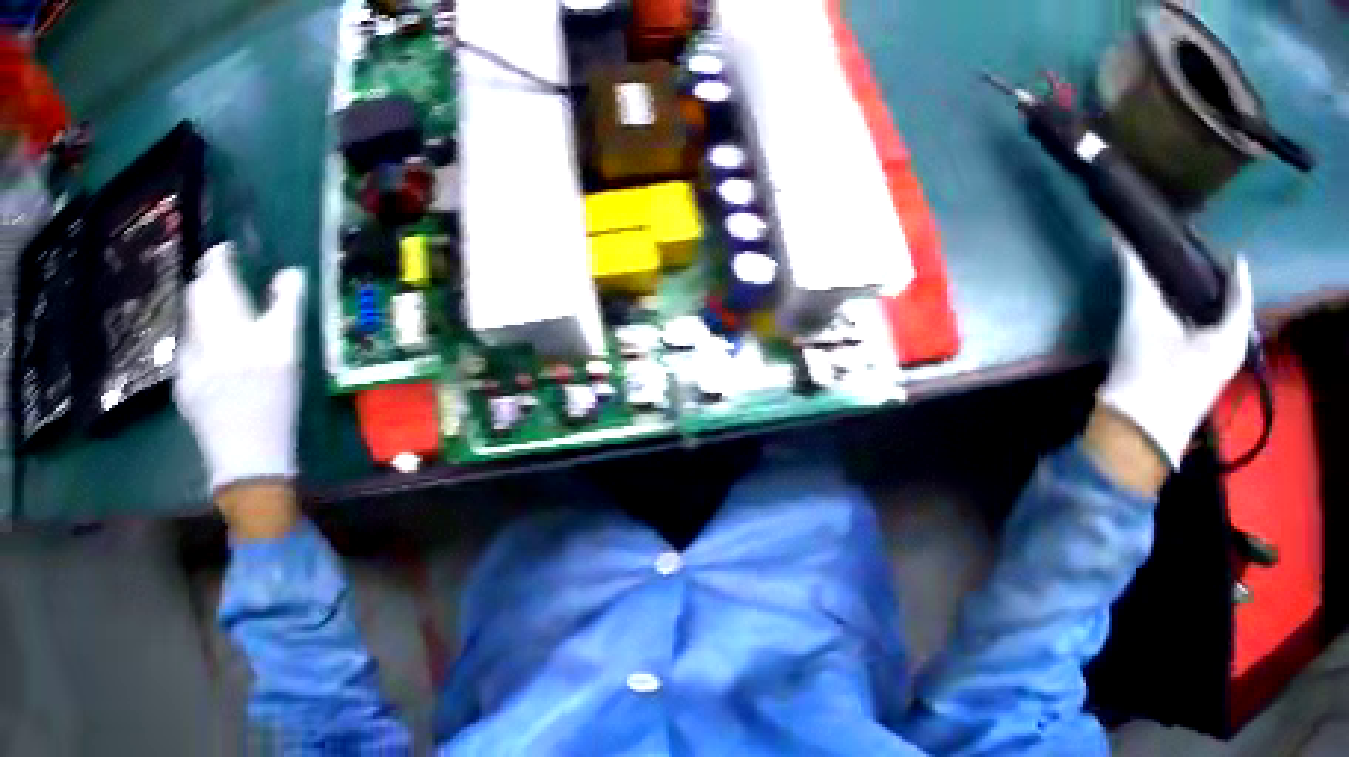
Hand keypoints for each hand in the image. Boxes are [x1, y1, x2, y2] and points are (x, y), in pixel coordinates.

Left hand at [174, 243, 305, 496]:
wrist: (249, 465)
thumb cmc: (272, 403)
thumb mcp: (289, 351)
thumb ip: (287, 303)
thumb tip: (288, 273)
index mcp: (226, 322)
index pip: (213, 274)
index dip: (218, 258)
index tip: (227, 253)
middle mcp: (200, 337)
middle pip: (195, 295)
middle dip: (206, 284)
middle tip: (222, 285)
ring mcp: (187, 365)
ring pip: (188, 324)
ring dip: (200, 316)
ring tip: (217, 324)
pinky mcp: (184, 391)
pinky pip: (185, 354)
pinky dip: (196, 347)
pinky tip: (208, 361)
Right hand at [1098, 242, 1253, 469]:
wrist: (1136, 437)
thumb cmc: (1150, 374)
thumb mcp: (1142, 318)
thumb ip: (1135, 275)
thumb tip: (1120, 237)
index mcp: (1225, 341)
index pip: (1241, 301)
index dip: (1238, 277)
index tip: (1234, 255)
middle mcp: (1225, 358)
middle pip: (1236, 319)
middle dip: (1229, 293)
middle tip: (1215, 266)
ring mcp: (1213, 376)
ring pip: (1224, 335)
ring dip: (1217, 312)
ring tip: (1202, 286)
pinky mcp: (1199, 387)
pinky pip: (1212, 348)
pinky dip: (1207, 329)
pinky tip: (1189, 318)